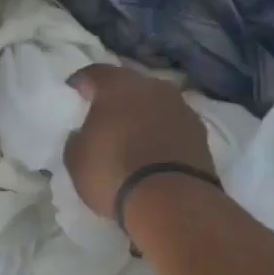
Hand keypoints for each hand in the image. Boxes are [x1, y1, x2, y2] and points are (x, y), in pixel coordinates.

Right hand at [64, 66, 213, 217]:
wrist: (172, 201)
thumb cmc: (113, 173)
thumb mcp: (75, 159)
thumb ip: (77, 138)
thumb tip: (83, 134)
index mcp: (117, 86)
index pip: (94, 73)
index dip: (80, 84)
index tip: (73, 95)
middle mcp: (152, 87)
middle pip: (129, 85)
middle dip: (115, 98)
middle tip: (103, 117)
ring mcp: (181, 107)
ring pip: (155, 104)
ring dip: (143, 115)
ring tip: (132, 137)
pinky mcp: (200, 132)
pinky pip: (173, 125)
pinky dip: (162, 133)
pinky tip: (155, 152)